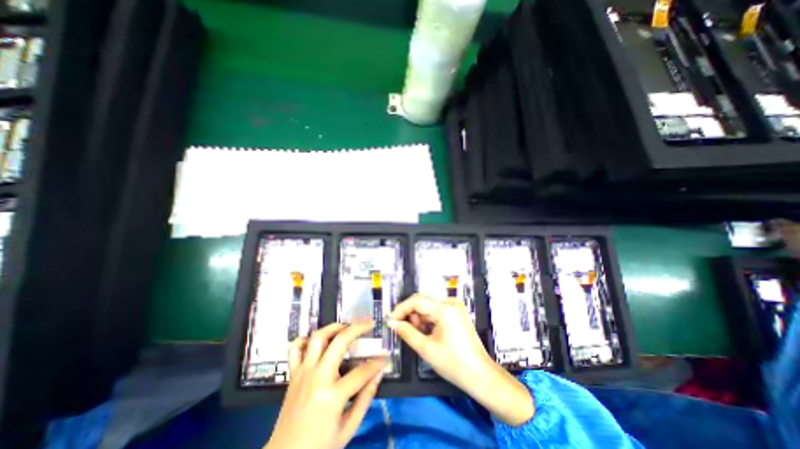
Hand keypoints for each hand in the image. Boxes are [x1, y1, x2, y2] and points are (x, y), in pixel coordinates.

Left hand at [264, 322, 387, 448]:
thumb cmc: (319, 447)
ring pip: (318, 337)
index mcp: (332, 397)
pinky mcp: (293, 374)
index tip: (386, 357)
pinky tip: (318, 340)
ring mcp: (303, 373)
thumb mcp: (348, 428)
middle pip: (340, 342)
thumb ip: (366, 398)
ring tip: (347, 326)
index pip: (361, 371)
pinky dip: (307, 339)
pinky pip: (296, 348)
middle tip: (369, 324)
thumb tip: (379, 374)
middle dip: (358, 328)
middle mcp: (316, 378)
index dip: (377, 363)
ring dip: (334, 327)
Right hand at [389, 294, 532, 426]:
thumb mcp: (426, 349)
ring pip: (428, 306)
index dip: (401, 309)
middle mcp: (451, 302)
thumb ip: (407, 332)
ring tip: (418, 335)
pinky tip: (428, 333)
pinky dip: (428, 320)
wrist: (480, 375)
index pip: (416, 300)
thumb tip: (392, 323)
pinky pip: (436, 311)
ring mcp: (455, 306)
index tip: (391, 321)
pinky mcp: (456, 312)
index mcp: (445, 309)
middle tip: (404, 330)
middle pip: (422, 301)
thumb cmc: (454, 364)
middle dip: (410, 314)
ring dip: (419, 318)